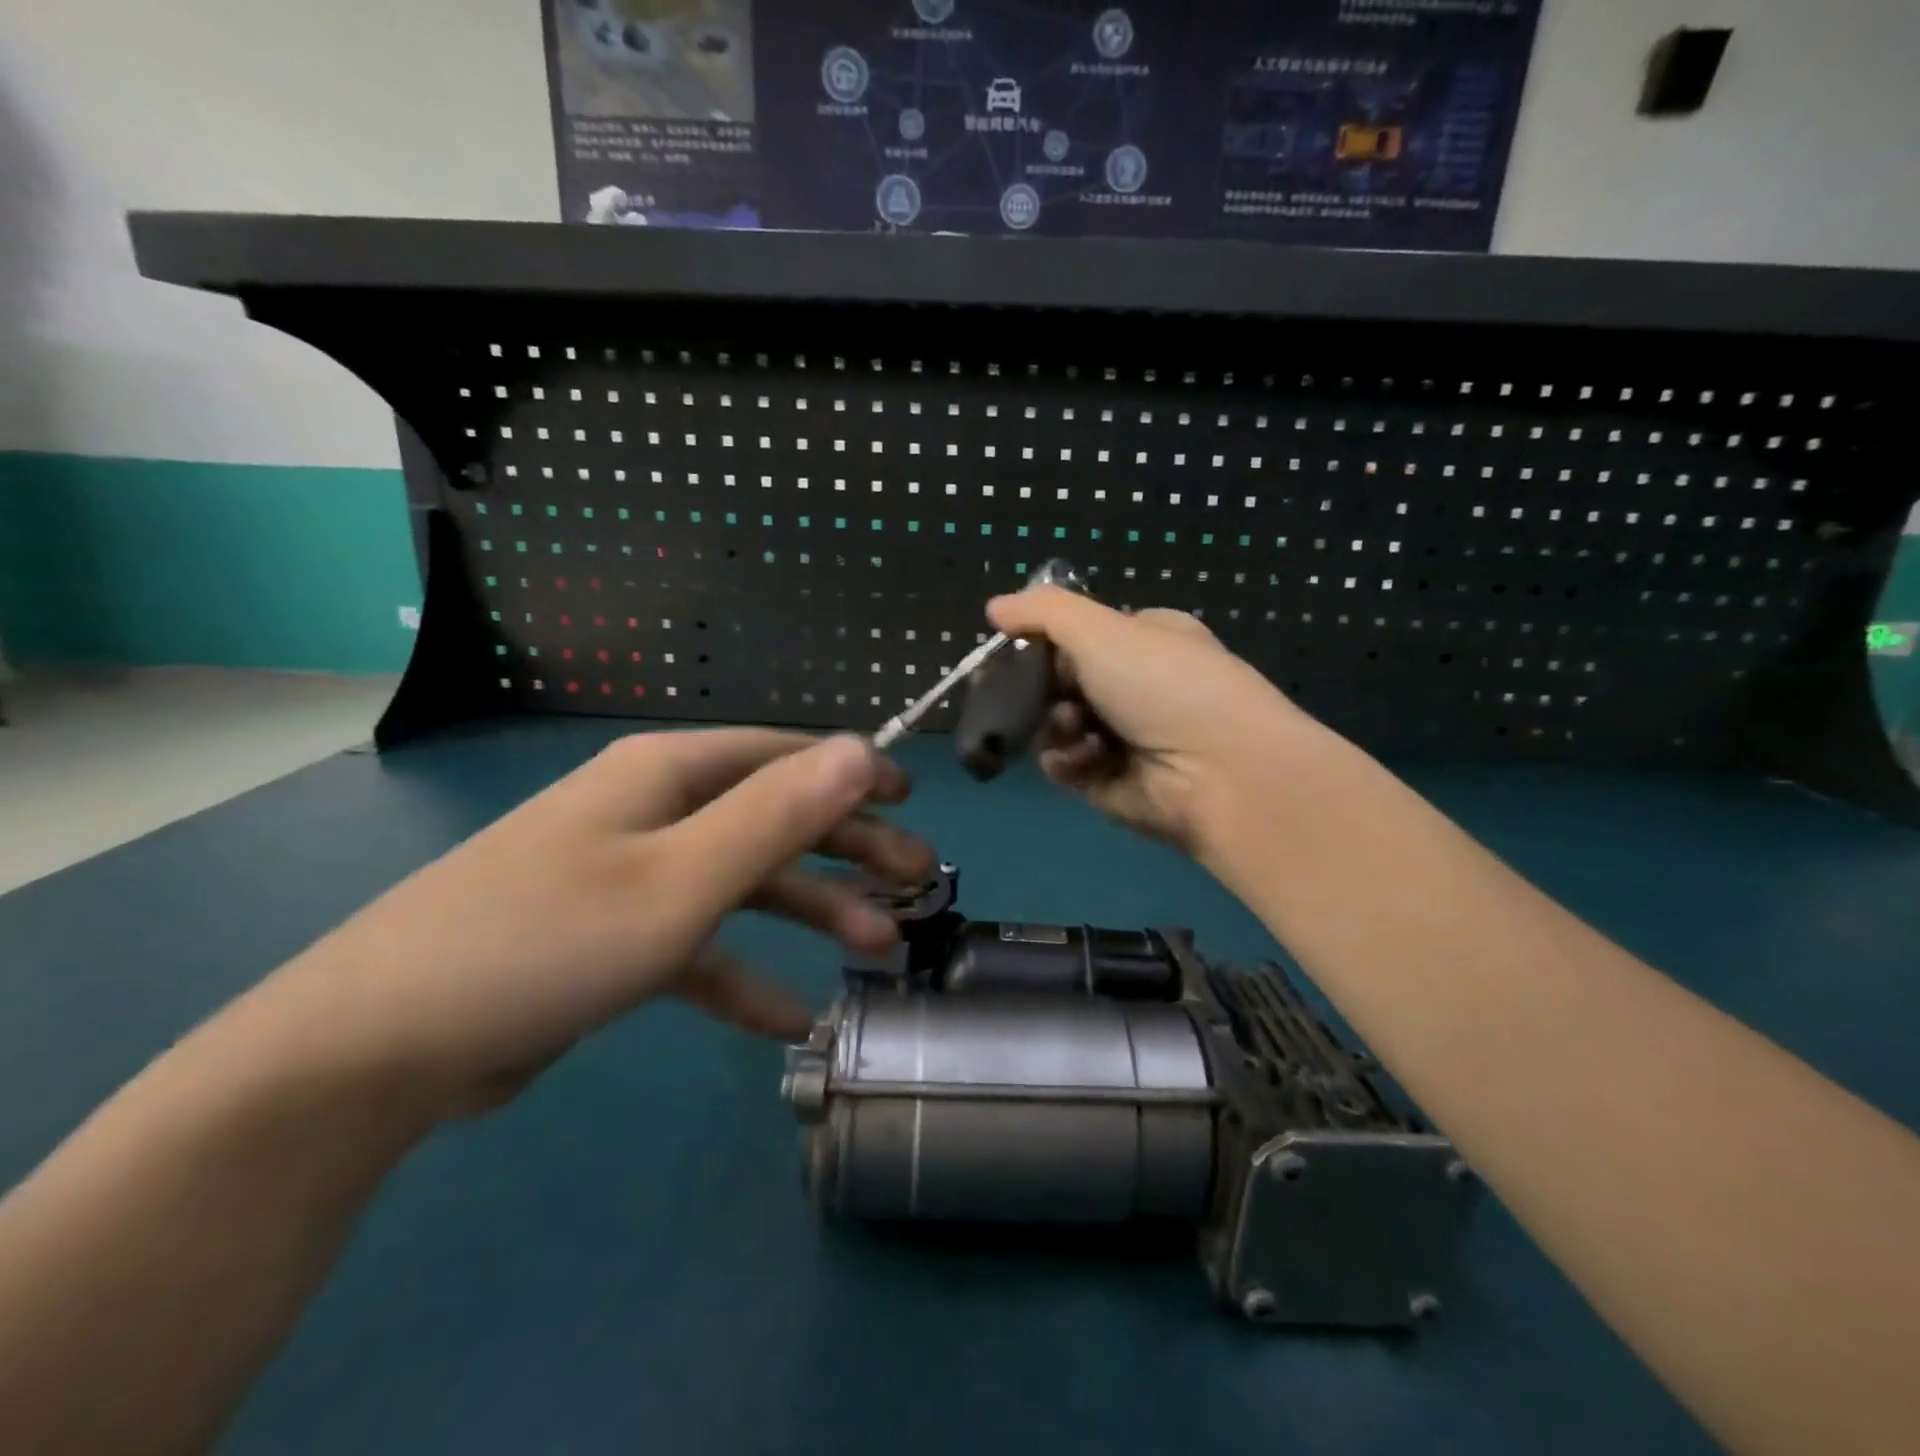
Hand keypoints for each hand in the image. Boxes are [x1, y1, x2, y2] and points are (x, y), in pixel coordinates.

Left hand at [267, 731, 931, 1116]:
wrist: (377, 1051)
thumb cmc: (546, 941)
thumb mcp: (681, 880)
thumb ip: (777, 814)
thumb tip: (860, 748)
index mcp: (668, 775)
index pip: (784, 755)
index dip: (853, 774)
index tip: (913, 803)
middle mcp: (654, 811)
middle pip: (774, 817)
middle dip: (849, 847)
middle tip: (918, 881)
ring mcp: (631, 875)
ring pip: (744, 882)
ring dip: (810, 911)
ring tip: (876, 948)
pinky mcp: (612, 939)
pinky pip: (698, 947)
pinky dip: (744, 975)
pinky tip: (788, 1017)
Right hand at [986, 586, 1313, 853]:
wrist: (1218, 773)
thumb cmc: (1163, 684)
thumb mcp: (1101, 629)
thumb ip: (1043, 612)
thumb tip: (994, 607)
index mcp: (1147, 640)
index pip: (1082, 635)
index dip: (1047, 641)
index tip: (1017, 648)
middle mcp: (1138, 687)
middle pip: (1064, 682)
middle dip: (1046, 689)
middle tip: (1039, 694)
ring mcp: (1126, 738)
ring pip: (1059, 725)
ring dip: (1055, 726)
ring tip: (1073, 730)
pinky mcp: (1113, 783)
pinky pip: (1068, 766)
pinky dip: (1066, 762)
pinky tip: (1080, 761)